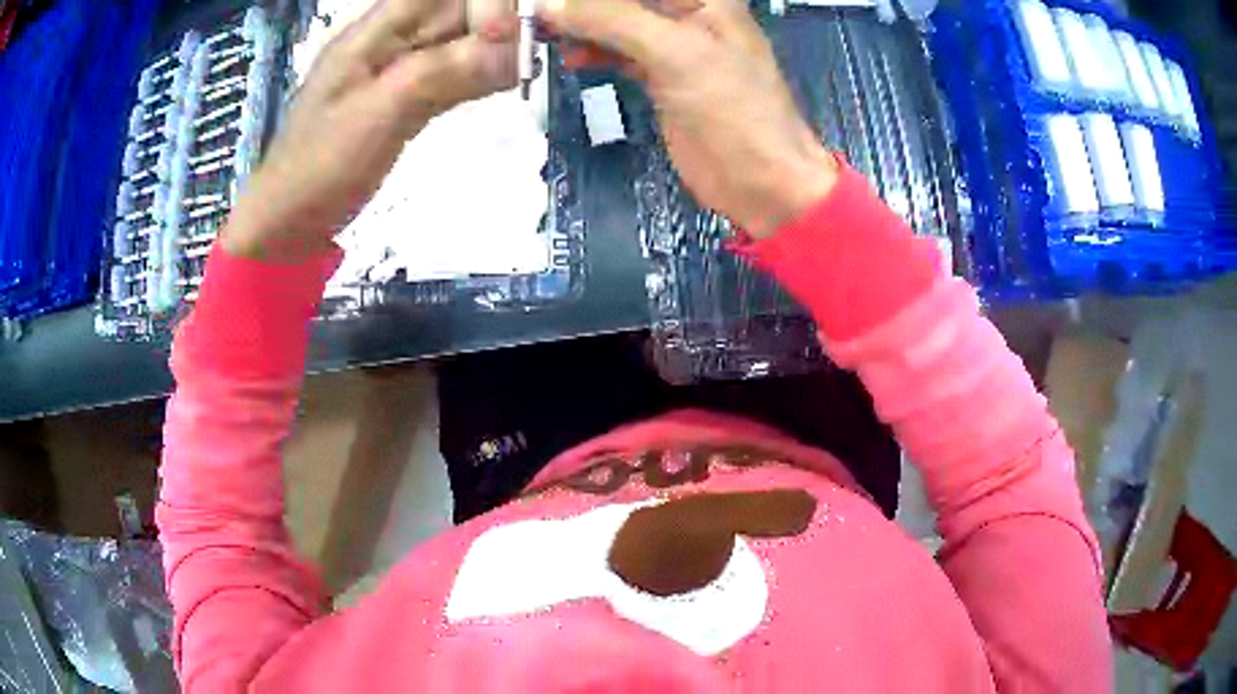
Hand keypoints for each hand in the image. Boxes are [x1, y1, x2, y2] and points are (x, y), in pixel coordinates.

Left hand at [223, 0, 519, 259]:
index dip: (484, 2)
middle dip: (501, 23)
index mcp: (374, 30)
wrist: (290, 221)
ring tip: (523, 70)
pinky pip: (455, 69)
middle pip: (458, 9)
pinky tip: (504, 82)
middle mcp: (392, 39)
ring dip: (498, 48)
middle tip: (529, 57)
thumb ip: (440, 76)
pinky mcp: (408, 95)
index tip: (508, 37)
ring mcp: (400, 67)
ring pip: (462, 38)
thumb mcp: (376, 116)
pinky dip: (482, 72)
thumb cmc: (319, 168)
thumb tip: (516, 53)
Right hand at [538, 0, 836, 238]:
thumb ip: (611, 19)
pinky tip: (571, 58)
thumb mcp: (674, 52)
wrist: (760, 182)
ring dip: (581, 26)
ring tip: (545, 34)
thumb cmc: (732, 110)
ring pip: (617, 22)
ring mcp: (674, 45)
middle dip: (582, 6)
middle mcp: (689, 12)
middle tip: (540, 15)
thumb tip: (549, 4)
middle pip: (623, 0)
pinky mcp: (661, 75)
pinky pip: (618, 51)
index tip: (549, 3)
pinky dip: (593, 52)